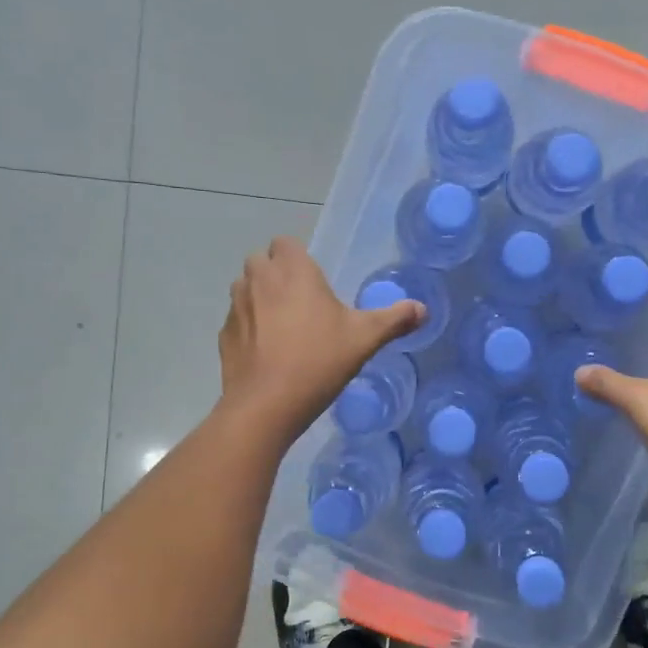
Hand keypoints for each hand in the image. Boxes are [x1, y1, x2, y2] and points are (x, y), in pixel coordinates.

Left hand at [219, 237, 422, 442]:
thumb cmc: (319, 361)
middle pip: (260, 260)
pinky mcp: (224, 335)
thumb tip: (423, 309)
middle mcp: (259, 280)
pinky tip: (265, 352)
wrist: (267, 405)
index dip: (297, 257)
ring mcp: (236, 307)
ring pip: (244, 288)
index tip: (313, 282)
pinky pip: (236, 320)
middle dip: (275, 273)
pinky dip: (247, 327)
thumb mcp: (365, 339)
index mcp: (293, 271)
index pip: (285, 242)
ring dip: (258, 297)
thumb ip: (394, 320)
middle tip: (299, 302)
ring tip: (281, 326)